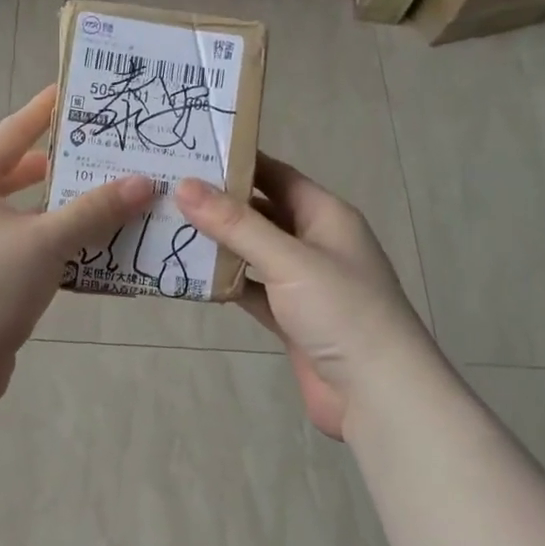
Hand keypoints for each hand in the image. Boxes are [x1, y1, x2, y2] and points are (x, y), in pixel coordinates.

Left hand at [0, 86, 152, 404]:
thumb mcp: (47, 240)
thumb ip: (95, 210)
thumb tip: (144, 182)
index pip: (12, 132)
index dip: (44, 111)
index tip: (74, 92)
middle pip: (17, 176)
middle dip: (59, 167)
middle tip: (103, 152)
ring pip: (24, 219)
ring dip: (63, 213)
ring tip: (110, 199)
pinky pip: (25, 253)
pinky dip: (55, 249)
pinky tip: (91, 252)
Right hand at [176, 156, 425, 439]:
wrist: (377, 393)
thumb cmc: (341, 311)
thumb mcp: (288, 259)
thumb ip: (236, 224)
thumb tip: (185, 185)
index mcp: (326, 215)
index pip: (276, 175)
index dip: (237, 162)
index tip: (189, 152)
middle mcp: (315, 242)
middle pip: (261, 212)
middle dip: (219, 204)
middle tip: (167, 190)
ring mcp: (303, 282)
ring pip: (253, 252)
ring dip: (218, 244)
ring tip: (168, 227)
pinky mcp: (290, 316)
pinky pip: (251, 289)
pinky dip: (225, 283)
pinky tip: (189, 276)